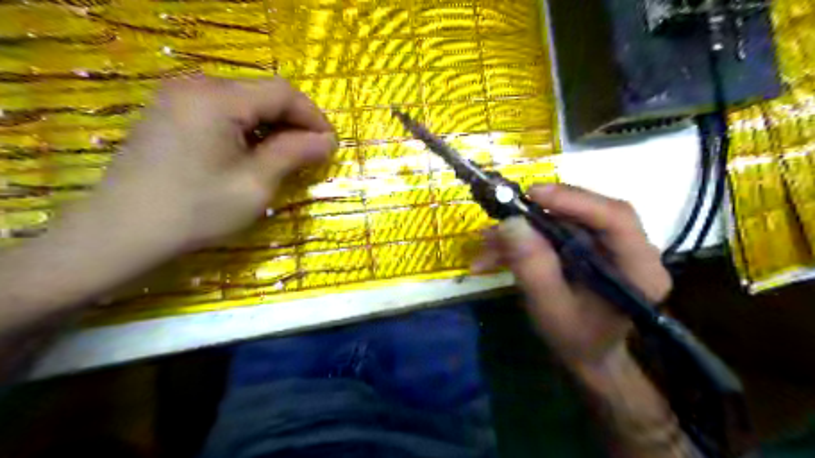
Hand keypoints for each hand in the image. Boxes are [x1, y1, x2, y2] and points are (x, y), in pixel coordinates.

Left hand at [78, 77, 337, 255]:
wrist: (122, 232)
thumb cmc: (197, 210)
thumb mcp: (255, 184)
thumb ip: (294, 154)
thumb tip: (328, 141)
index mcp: (218, 99)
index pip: (282, 92)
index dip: (313, 116)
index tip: (330, 145)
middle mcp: (196, 86)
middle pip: (263, 93)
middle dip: (294, 122)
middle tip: (312, 154)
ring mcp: (179, 97)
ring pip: (244, 102)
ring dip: (272, 126)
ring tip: (287, 157)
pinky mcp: (170, 113)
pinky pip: (222, 111)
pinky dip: (248, 128)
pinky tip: (254, 153)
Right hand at [476, 185, 672, 377]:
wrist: (587, 353)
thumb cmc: (576, 338)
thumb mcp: (551, 309)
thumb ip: (534, 268)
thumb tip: (510, 223)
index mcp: (639, 269)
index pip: (616, 218)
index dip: (575, 200)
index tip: (533, 195)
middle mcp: (630, 249)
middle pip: (588, 212)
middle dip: (541, 212)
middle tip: (505, 213)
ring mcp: (608, 245)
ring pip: (565, 220)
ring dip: (524, 228)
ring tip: (488, 243)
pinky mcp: (588, 246)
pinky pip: (555, 231)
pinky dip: (524, 239)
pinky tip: (495, 252)